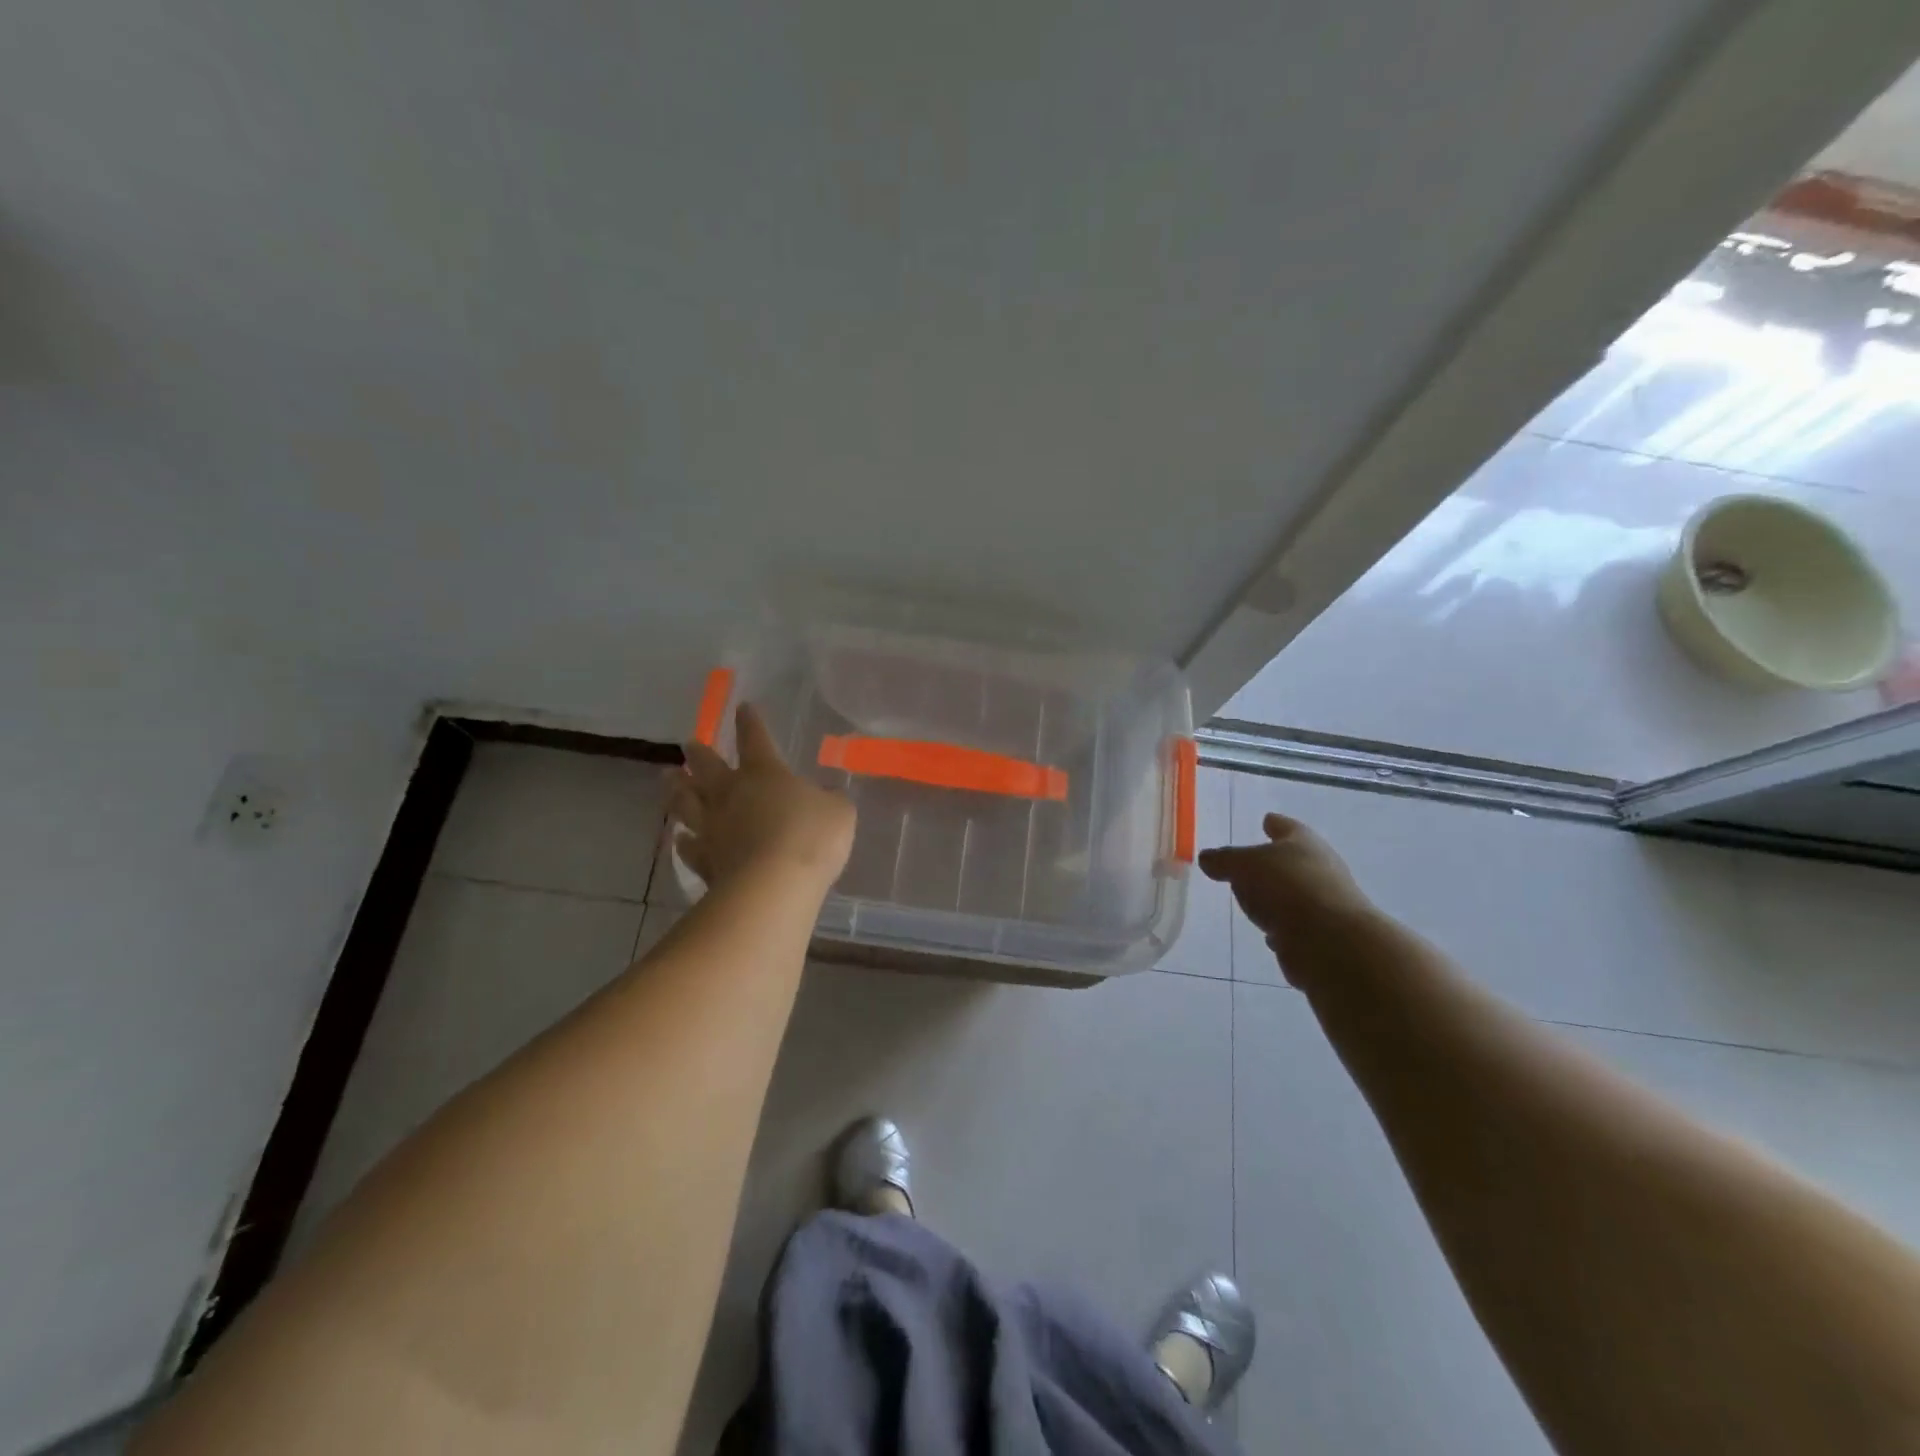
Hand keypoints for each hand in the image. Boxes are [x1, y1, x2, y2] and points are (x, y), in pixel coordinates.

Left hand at [672, 704, 855, 893]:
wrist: (774, 885)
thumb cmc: (811, 837)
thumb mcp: (839, 812)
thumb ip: (830, 801)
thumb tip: (827, 797)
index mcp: (765, 773)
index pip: (755, 739)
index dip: (750, 722)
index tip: (743, 707)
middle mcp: (731, 794)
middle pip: (707, 766)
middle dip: (699, 753)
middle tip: (688, 744)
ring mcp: (713, 827)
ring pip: (687, 802)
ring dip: (677, 789)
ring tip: (668, 779)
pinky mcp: (705, 861)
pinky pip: (689, 846)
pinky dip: (684, 840)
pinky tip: (680, 838)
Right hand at [1197, 812, 1374, 953]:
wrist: (1330, 941)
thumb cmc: (1286, 887)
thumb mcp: (1243, 865)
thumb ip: (1224, 860)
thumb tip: (1207, 858)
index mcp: (1303, 843)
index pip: (1286, 826)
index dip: (1274, 824)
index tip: (1266, 820)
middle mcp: (1319, 869)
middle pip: (1292, 861)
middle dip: (1273, 863)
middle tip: (1250, 865)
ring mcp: (1324, 903)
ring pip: (1293, 894)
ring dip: (1277, 897)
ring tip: (1254, 900)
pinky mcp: (1322, 935)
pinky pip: (1295, 925)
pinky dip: (1283, 926)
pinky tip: (1269, 933)